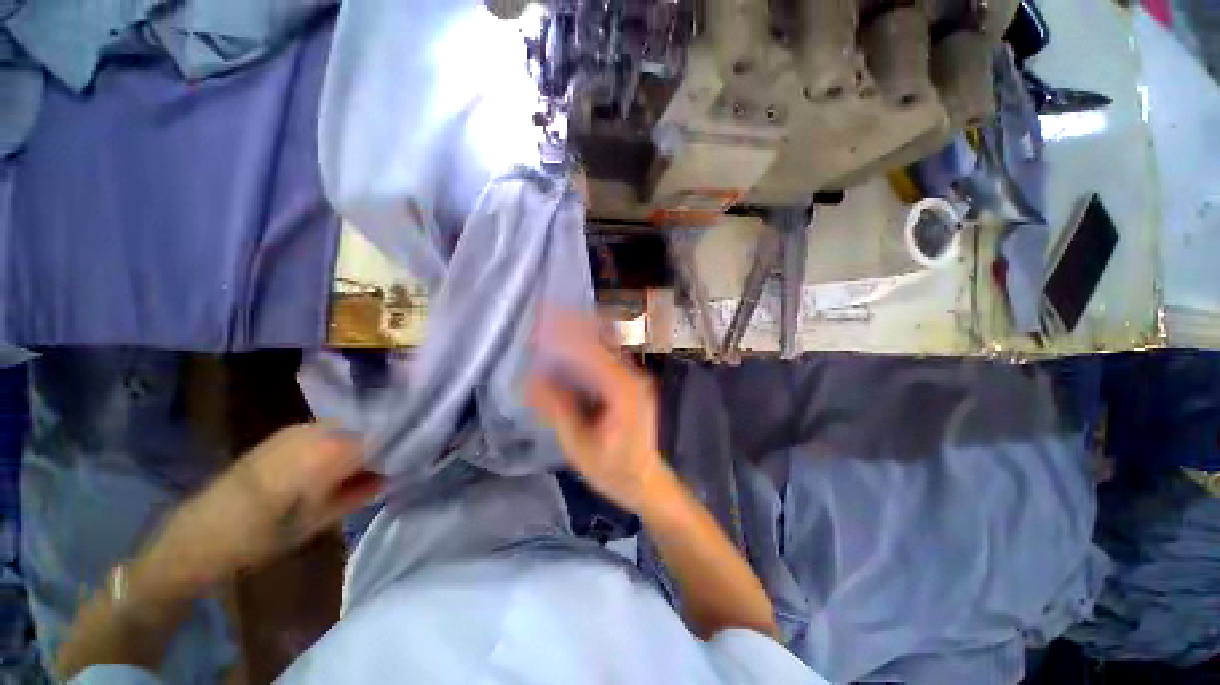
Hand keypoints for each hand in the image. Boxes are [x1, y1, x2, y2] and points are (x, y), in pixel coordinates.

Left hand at [145, 425, 383, 593]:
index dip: (395, 449)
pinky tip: (329, 465)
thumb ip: (360, 493)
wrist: (202, 532)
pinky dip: (335, 443)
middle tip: (381, 469)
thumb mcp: (322, 520)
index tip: (402, 462)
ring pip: (345, 429)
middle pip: (364, 430)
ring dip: (355, 445)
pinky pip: (324, 431)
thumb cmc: (266, 534)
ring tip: (357, 469)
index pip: (381, 439)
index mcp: (331, 451)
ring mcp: (298, 429)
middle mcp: (318, 431)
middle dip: (376, 447)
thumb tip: (391, 476)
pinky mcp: (282, 434)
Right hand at [527, 313, 671, 513]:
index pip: (592, 351)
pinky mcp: (631, 382)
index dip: (565, 334)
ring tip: (550, 330)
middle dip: (571, 325)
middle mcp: (633, 376)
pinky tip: (567, 350)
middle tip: (542, 318)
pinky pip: (606, 356)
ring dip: (578, 332)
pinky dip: (585, 347)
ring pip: (605, 343)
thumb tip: (531, 379)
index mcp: (624, 390)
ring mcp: (635, 377)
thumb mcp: (581, 448)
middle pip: (601, 339)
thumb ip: (558, 411)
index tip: (540, 323)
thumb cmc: (616, 471)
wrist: (648, 482)